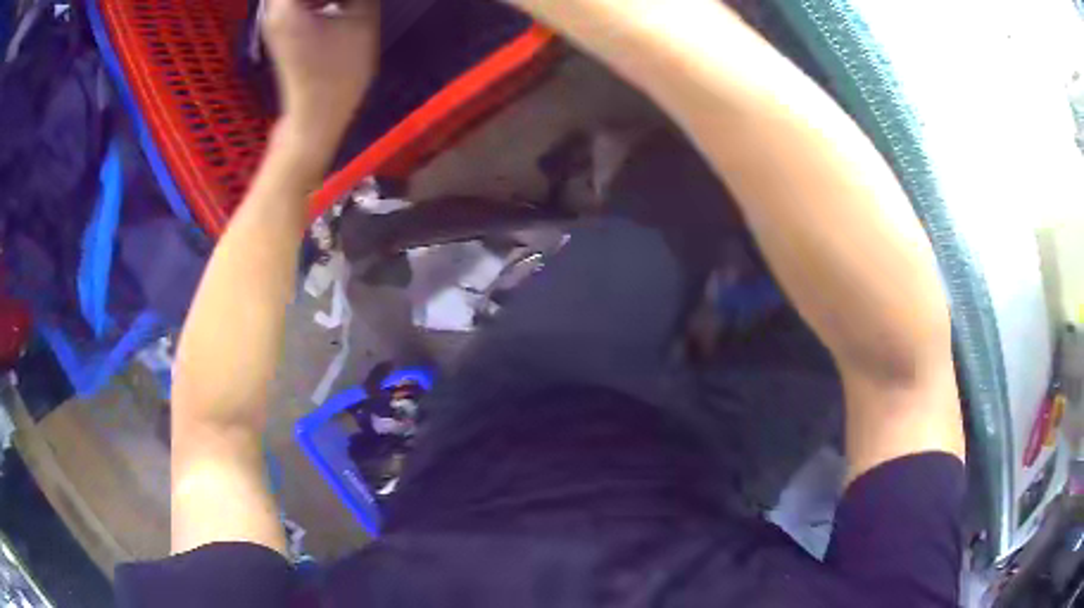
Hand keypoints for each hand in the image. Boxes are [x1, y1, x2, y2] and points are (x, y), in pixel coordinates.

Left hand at [262, 0, 379, 154]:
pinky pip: (296, 0)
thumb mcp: (361, 21)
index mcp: (287, 4)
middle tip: (347, 0)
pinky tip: (337, 1)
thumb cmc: (339, 75)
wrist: (316, 117)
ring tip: (343, 2)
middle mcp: (274, 7)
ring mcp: (275, 17)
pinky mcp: (282, 25)